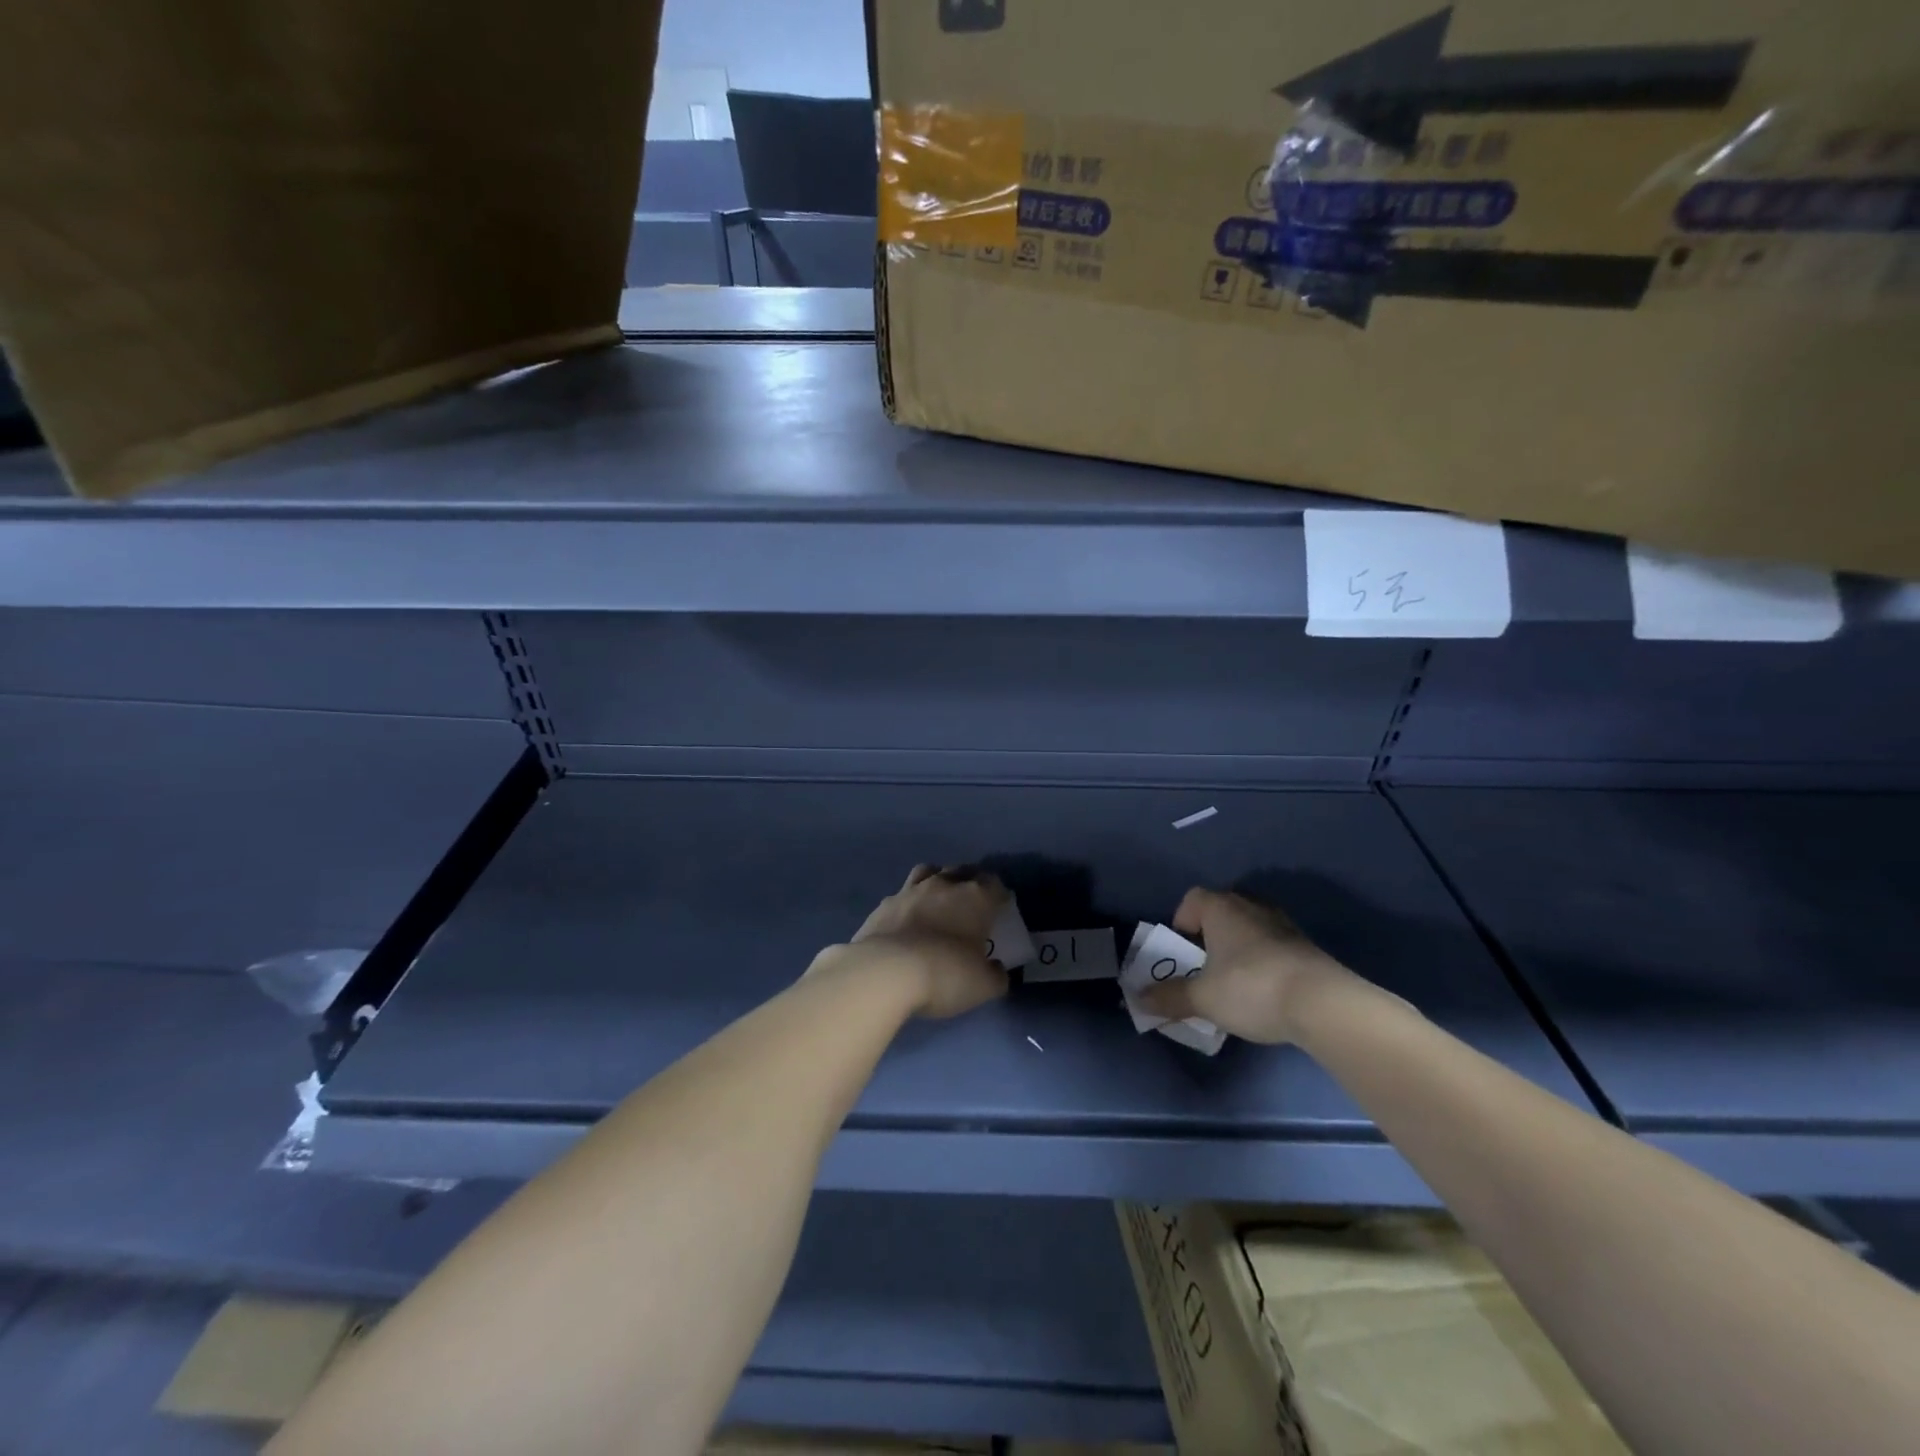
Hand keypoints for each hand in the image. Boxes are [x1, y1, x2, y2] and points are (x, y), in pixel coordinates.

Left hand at [813, 865, 1010, 1019]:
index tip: (1000, 907)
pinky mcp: (882, 905)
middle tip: (971, 903)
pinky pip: (901, 895)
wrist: (885, 972)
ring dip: (936, 881)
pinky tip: (907, 920)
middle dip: (969, 882)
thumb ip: (995, 975)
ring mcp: (909, 891)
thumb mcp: (983, 986)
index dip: (999, 894)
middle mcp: (943, 885)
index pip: (994, 884)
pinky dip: (908, 903)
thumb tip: (996, 969)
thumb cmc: (945, 974)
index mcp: (975, 898)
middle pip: (961, 871)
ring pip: (928, 872)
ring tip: (937, 900)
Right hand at [1136, 887, 1354, 1043]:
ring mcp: (1283, 924)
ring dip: (1239, 948)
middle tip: (1204, 966)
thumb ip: (1170, 997)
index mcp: (1222, 908)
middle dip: (1210, 935)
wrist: (1323, 1004)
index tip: (1182, 950)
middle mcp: (1252, 906)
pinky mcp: (1306, 947)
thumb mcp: (1203, 998)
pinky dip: (1264, 961)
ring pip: (1250, 927)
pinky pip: (1273, 945)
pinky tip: (1264, 990)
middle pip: (1222, 910)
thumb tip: (1138, 999)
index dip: (1182, 920)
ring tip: (1234, 980)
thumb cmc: (1251, 988)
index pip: (1193, 898)